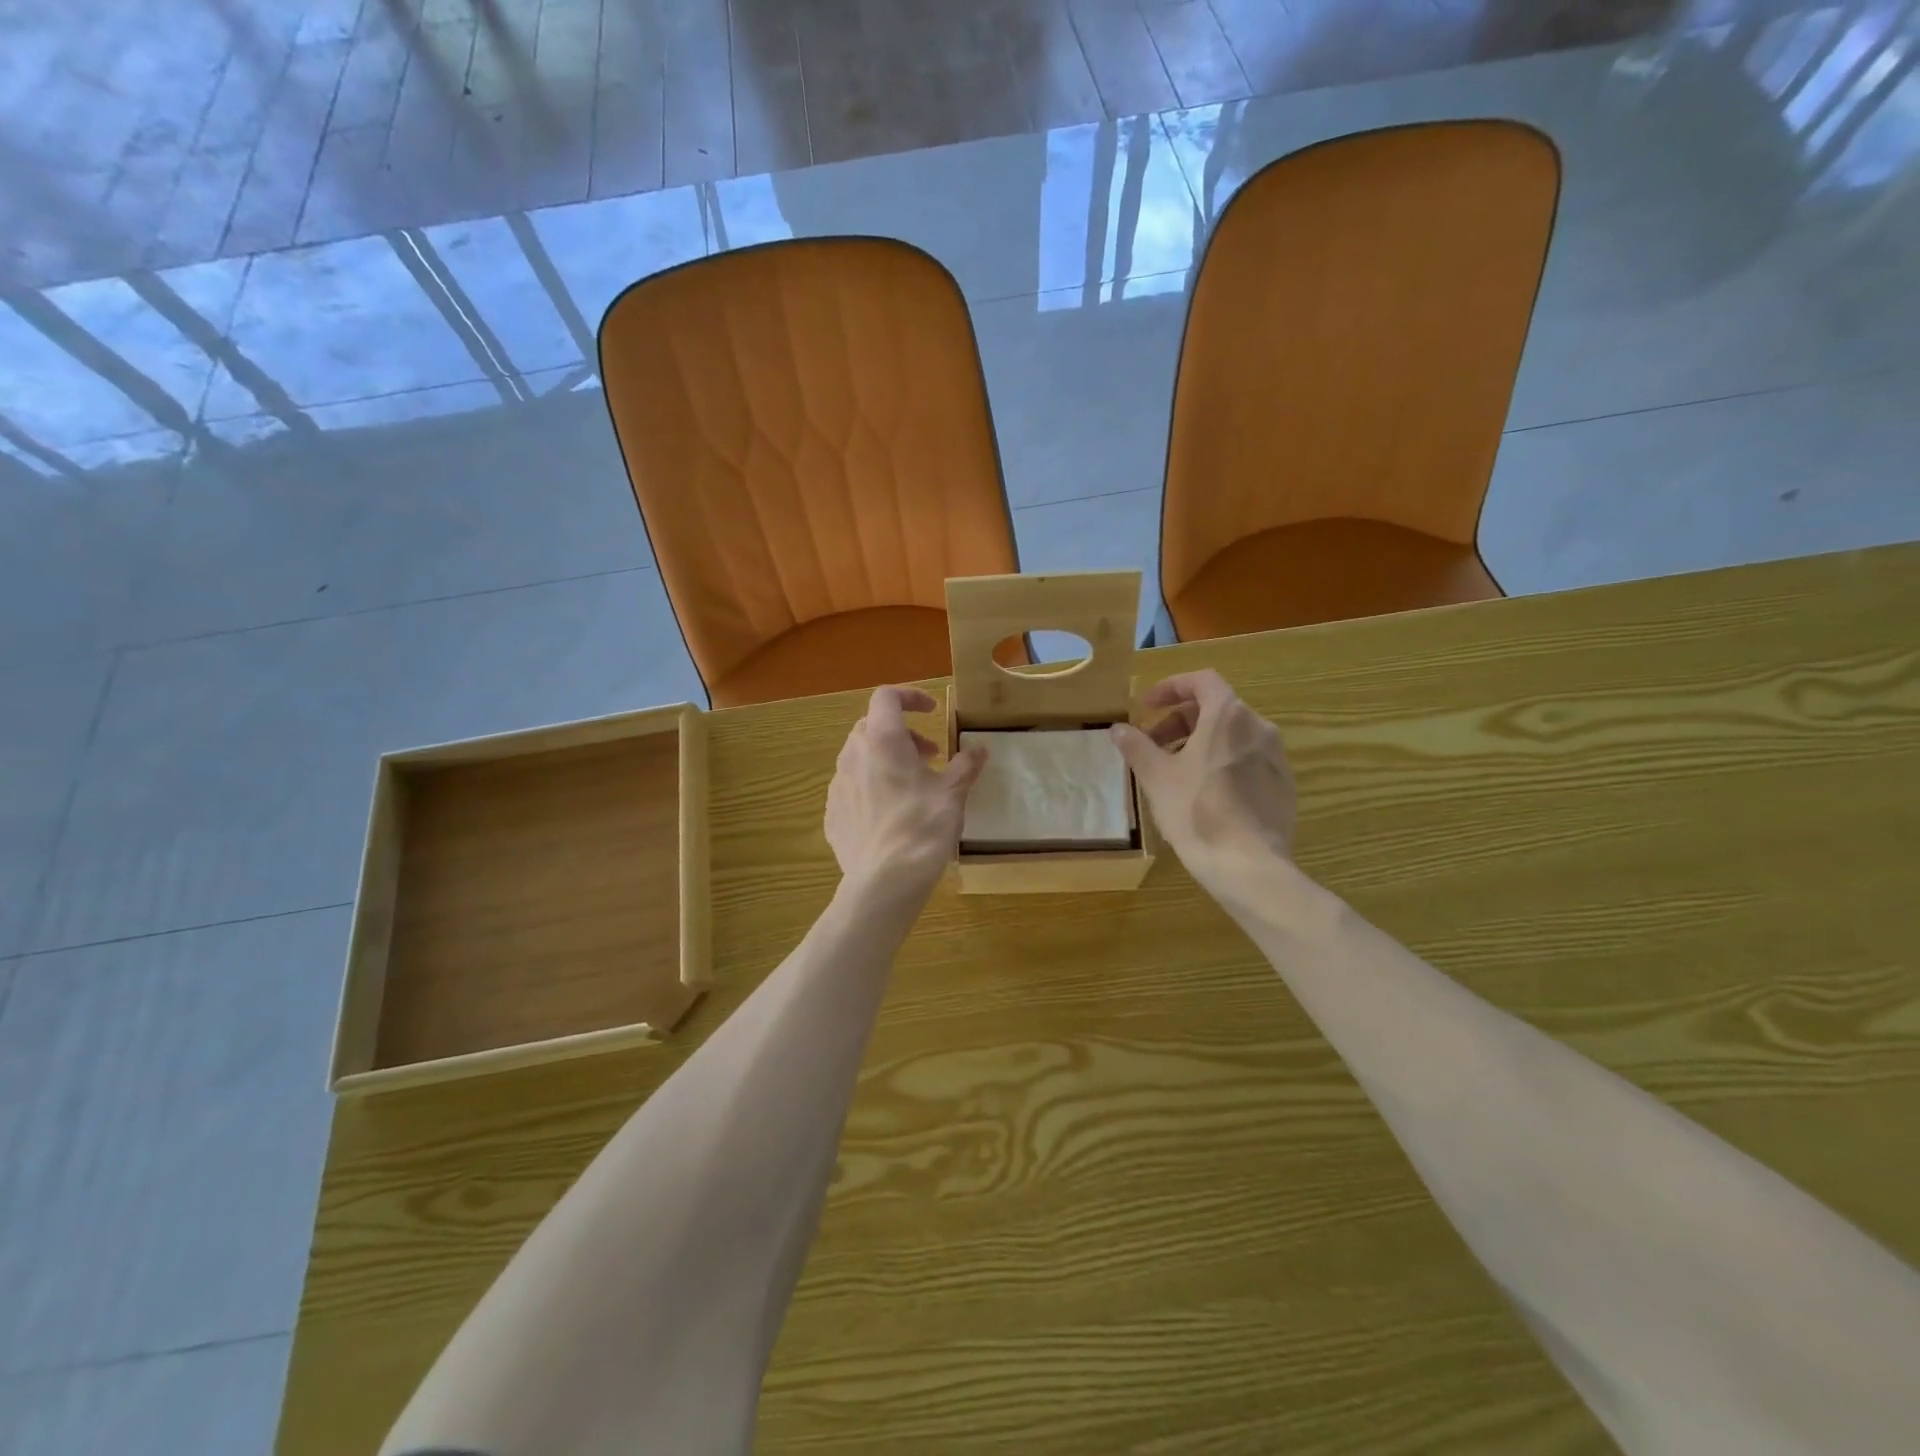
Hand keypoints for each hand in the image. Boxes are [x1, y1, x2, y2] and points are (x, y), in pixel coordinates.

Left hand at [826, 687, 987, 905]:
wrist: (884, 881)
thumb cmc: (922, 827)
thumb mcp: (953, 794)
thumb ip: (965, 766)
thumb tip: (979, 750)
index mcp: (883, 740)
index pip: (887, 697)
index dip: (910, 696)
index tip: (932, 712)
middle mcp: (854, 755)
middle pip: (873, 726)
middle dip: (902, 734)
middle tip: (929, 756)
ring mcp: (837, 785)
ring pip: (860, 757)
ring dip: (886, 760)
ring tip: (912, 787)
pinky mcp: (832, 814)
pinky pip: (852, 788)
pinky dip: (872, 787)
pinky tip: (892, 814)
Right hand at [1110, 670, 1296, 896]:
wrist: (1248, 865)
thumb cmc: (1196, 811)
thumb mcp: (1156, 777)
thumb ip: (1136, 746)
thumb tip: (1118, 728)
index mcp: (1229, 716)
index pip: (1202, 681)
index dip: (1171, 687)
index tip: (1147, 707)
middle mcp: (1259, 727)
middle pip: (1216, 708)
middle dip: (1180, 721)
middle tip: (1152, 745)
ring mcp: (1276, 757)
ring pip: (1232, 736)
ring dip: (1200, 742)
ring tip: (1174, 771)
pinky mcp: (1283, 784)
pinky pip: (1247, 760)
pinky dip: (1222, 762)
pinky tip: (1203, 792)